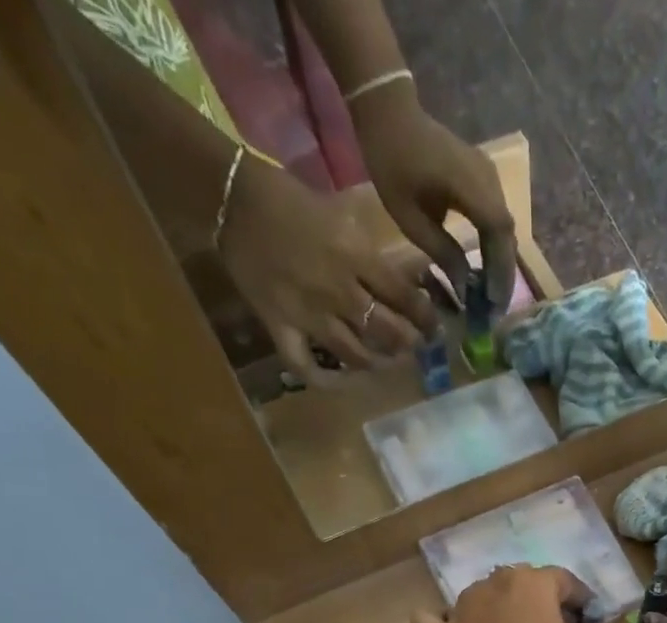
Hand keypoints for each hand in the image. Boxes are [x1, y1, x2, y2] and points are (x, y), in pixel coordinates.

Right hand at [218, 156, 436, 381]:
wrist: (232, 197)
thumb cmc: (291, 199)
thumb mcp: (343, 217)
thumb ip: (372, 254)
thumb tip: (405, 281)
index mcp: (357, 259)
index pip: (405, 299)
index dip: (425, 318)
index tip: (433, 327)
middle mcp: (339, 292)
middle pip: (387, 332)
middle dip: (406, 344)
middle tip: (411, 347)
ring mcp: (310, 315)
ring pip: (355, 356)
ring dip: (374, 363)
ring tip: (381, 361)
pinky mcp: (281, 327)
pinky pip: (305, 366)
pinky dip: (323, 380)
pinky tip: (337, 381)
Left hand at [355, 86, 517, 311]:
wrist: (390, 113)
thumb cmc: (392, 164)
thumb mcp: (410, 218)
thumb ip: (442, 252)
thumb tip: (465, 288)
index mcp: (469, 185)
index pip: (497, 233)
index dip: (499, 270)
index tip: (494, 302)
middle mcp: (488, 179)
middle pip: (507, 233)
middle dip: (503, 272)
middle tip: (496, 308)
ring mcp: (489, 176)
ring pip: (505, 227)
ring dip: (500, 261)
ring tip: (492, 294)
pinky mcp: (484, 178)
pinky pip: (497, 217)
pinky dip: (494, 245)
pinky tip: (486, 268)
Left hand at [410, 567, 602, 622]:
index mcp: (531, 585)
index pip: (562, 580)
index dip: (579, 599)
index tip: (587, 618)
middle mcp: (490, 587)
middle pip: (519, 584)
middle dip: (536, 601)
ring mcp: (457, 611)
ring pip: (480, 598)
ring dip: (495, 610)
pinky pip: (435, 621)